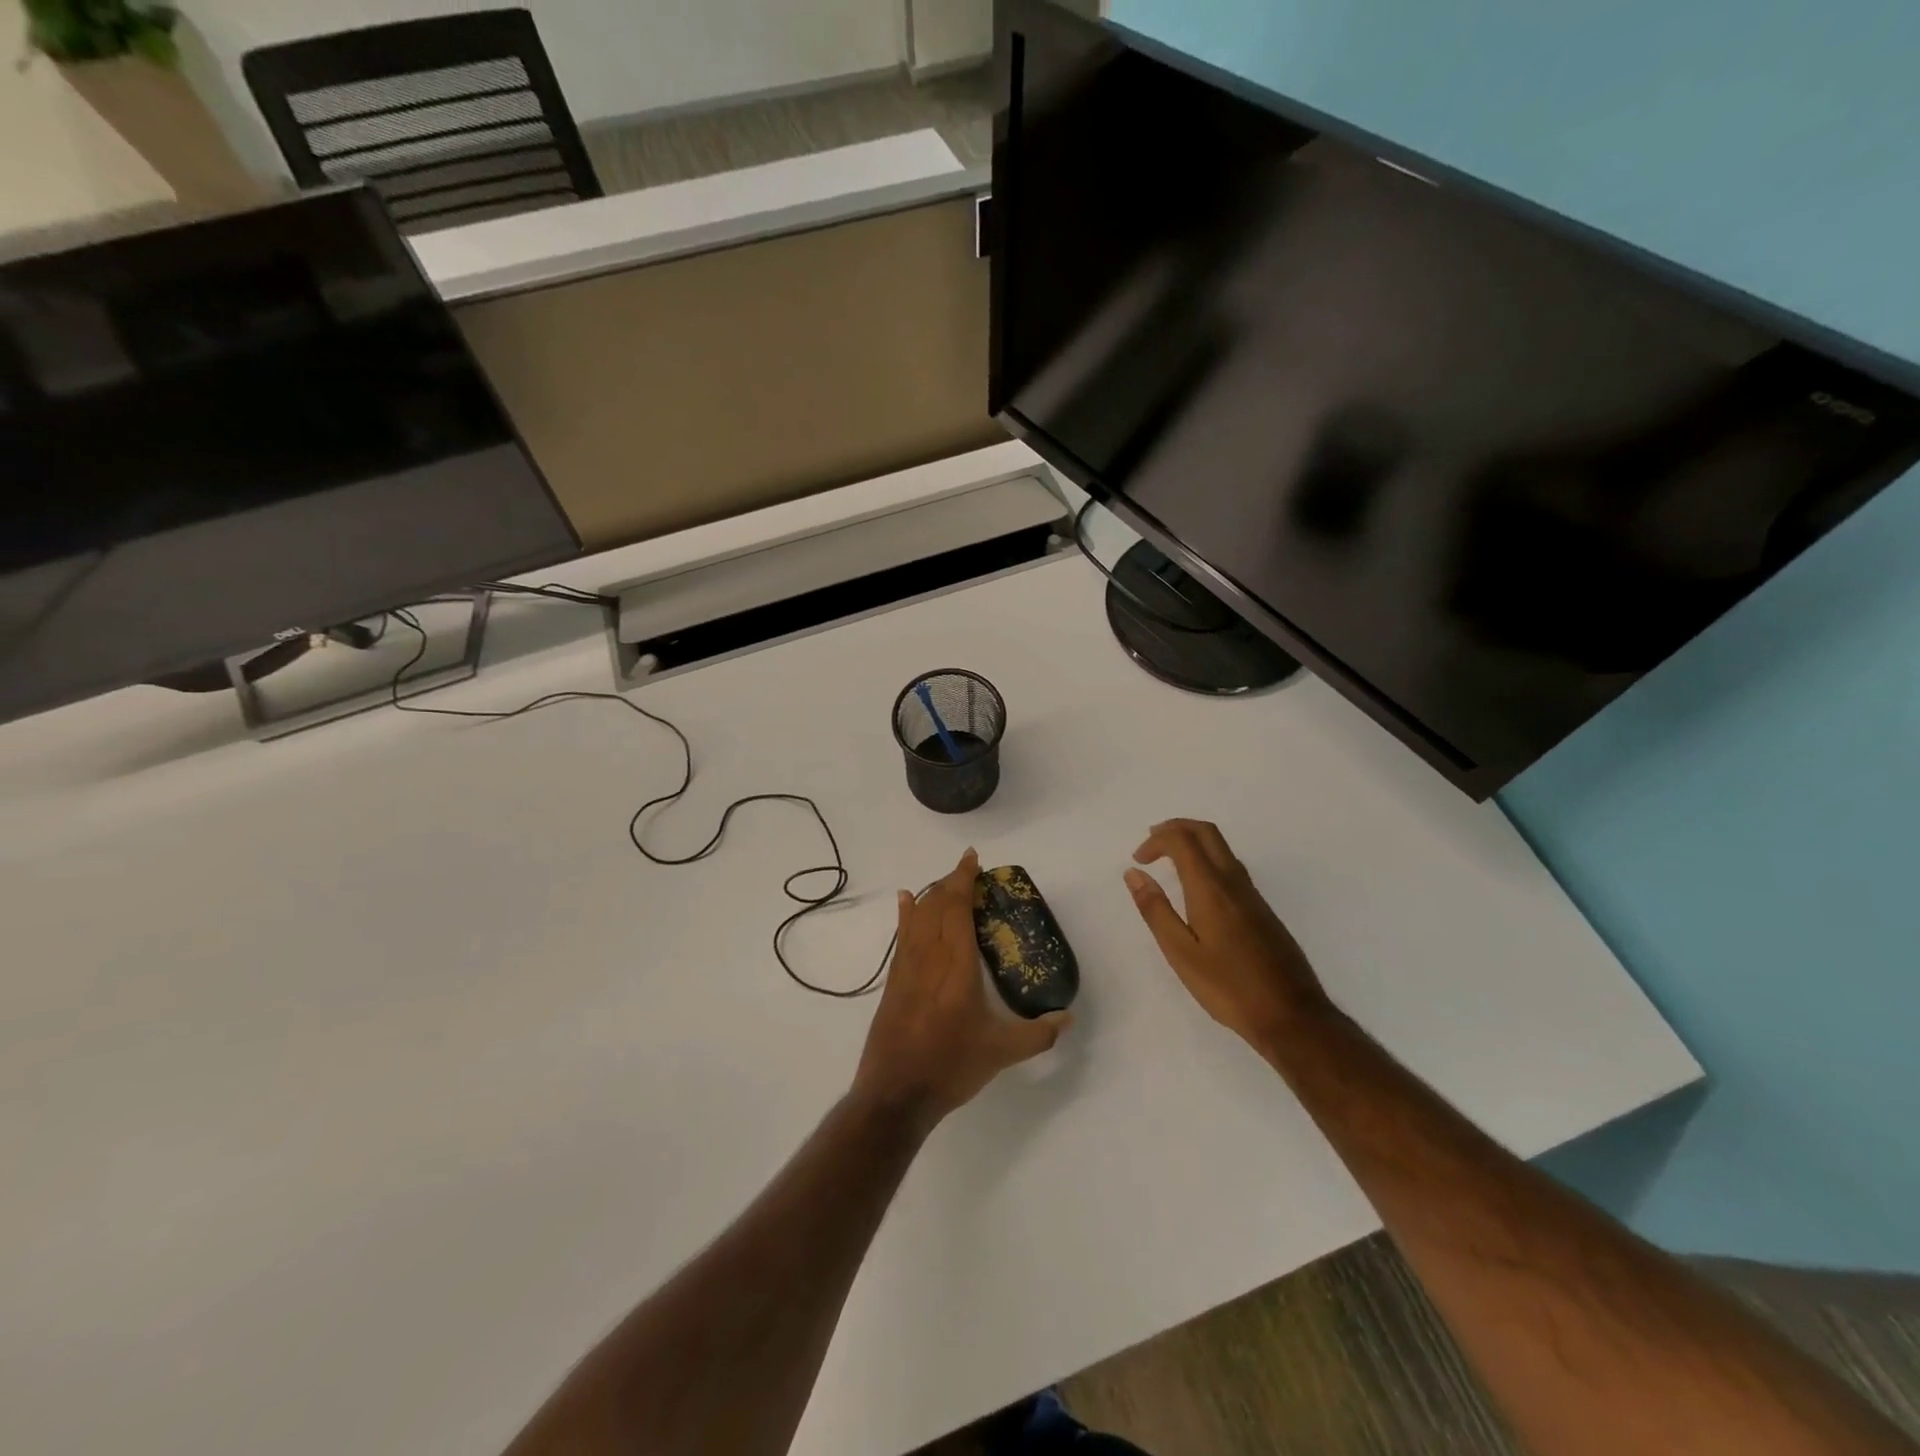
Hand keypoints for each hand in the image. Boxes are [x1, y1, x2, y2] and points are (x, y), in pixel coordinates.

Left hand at [853, 848, 1071, 1131]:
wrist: (896, 1093)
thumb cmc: (951, 1067)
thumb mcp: (1001, 1052)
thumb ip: (1038, 1034)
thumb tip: (1068, 1018)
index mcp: (957, 965)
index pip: (957, 908)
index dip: (964, 879)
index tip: (973, 858)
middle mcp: (929, 956)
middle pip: (937, 904)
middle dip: (952, 881)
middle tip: (970, 871)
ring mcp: (907, 966)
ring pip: (918, 916)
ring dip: (932, 894)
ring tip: (947, 882)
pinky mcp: (894, 980)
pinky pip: (901, 935)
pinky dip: (906, 913)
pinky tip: (906, 900)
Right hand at [1124, 819, 1331, 1049]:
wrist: (1291, 1016)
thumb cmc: (1228, 987)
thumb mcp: (1180, 953)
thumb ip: (1155, 910)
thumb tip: (1134, 874)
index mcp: (1211, 889)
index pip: (1182, 840)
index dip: (1156, 841)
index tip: (1138, 861)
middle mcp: (1234, 882)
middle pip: (1206, 832)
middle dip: (1176, 827)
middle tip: (1151, 843)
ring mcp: (1253, 895)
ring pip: (1222, 848)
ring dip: (1192, 842)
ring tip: (1168, 860)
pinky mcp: (1262, 910)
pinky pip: (1231, 867)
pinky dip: (1207, 860)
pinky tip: (1197, 888)